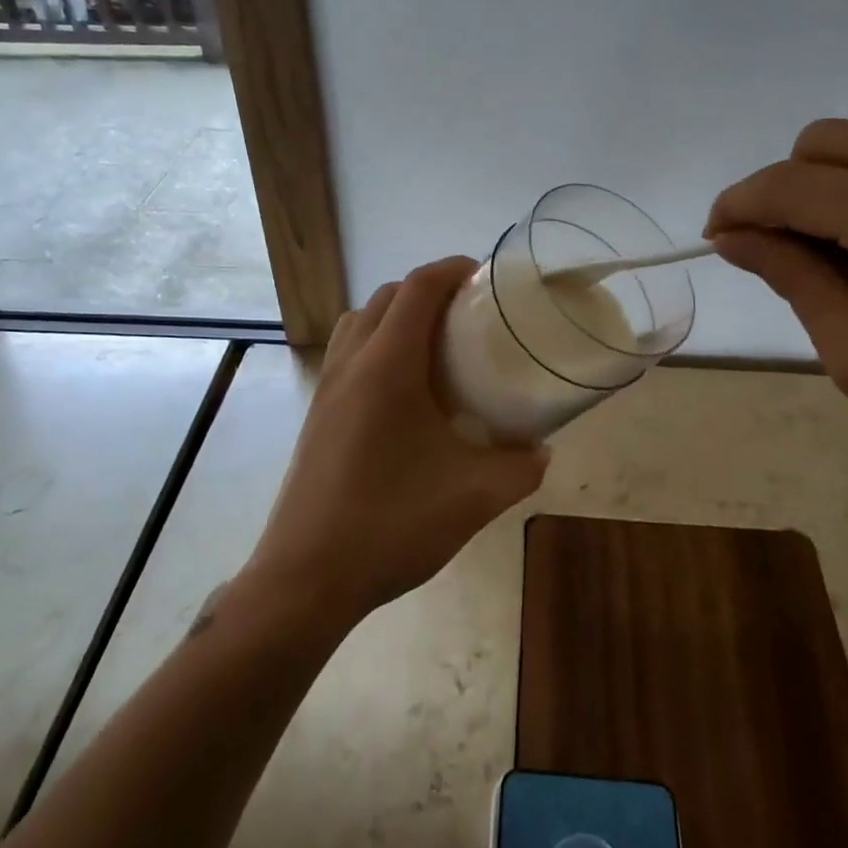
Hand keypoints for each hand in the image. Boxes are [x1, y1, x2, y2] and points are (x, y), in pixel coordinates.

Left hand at [244, 257, 550, 629]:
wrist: (306, 577)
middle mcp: (351, 363)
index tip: (486, 277)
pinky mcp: (315, 413)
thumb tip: (541, 450)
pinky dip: (377, 345)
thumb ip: (520, 468)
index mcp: (388, 366)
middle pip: (387, 296)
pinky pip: (347, 353)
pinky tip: (404, 393)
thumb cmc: (391, 525)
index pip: (418, 288)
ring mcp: (326, 388)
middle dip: (428, 290)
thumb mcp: (474, 497)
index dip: (453, 269)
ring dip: (397, 315)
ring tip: (436, 346)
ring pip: (361, 322)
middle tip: (469, 314)